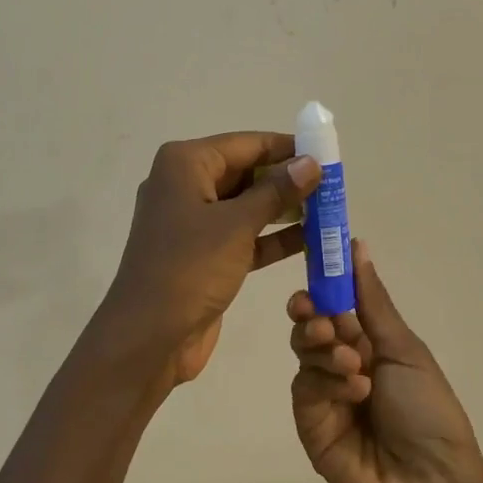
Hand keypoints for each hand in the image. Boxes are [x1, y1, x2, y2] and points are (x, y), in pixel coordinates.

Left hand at [99, 132, 320, 390]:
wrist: (148, 338)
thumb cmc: (189, 268)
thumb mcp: (236, 225)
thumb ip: (276, 191)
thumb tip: (311, 162)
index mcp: (184, 164)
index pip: (245, 144)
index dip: (286, 147)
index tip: (327, 153)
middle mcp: (185, 185)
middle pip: (246, 172)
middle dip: (288, 180)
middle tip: (334, 186)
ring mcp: (193, 222)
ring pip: (247, 205)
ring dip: (285, 210)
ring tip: (331, 212)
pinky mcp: (204, 254)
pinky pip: (244, 235)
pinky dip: (273, 238)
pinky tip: (313, 241)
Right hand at [288, 240, 482, 482]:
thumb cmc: (430, 412)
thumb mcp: (405, 349)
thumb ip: (372, 300)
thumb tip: (357, 245)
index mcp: (370, 345)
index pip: (334, 305)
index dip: (322, 286)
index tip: (315, 268)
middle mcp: (343, 366)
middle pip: (310, 327)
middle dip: (312, 316)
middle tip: (323, 320)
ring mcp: (325, 398)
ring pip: (304, 354)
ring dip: (325, 349)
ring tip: (354, 364)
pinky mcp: (311, 427)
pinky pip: (305, 390)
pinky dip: (326, 383)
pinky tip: (353, 391)